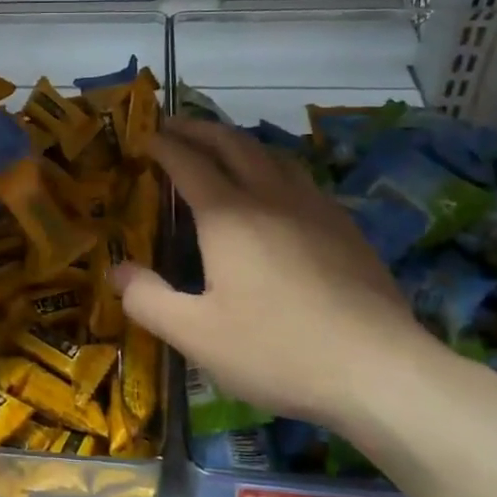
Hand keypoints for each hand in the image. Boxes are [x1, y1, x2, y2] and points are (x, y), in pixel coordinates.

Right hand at [113, 119, 446, 426]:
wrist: (379, 370)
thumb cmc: (277, 350)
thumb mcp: (196, 335)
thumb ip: (148, 299)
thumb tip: (117, 271)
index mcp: (229, 216)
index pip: (188, 163)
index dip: (162, 146)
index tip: (143, 137)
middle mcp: (271, 197)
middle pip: (232, 144)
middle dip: (199, 129)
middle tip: (175, 126)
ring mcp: (315, 208)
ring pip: (273, 154)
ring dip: (239, 142)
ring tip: (222, 148)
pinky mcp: (345, 228)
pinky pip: (301, 178)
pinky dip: (274, 167)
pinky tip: (278, 191)